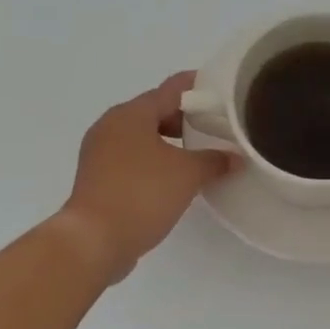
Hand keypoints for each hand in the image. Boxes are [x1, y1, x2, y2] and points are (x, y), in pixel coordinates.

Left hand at [57, 72, 238, 282]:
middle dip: (184, 118)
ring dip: (169, 142)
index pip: (170, 90)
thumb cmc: (141, 194)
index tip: (220, 90)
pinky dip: (153, 161)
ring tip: (198, 155)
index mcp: (131, 114)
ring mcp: (100, 153)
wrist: (94, 240)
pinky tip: (172, 179)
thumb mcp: (187, 174)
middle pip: (154, 112)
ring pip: (142, 137)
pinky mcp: (97, 179)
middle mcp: (110, 126)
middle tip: (214, 127)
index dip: (197, 87)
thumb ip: (215, 160)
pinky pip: (132, 159)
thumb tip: (235, 157)